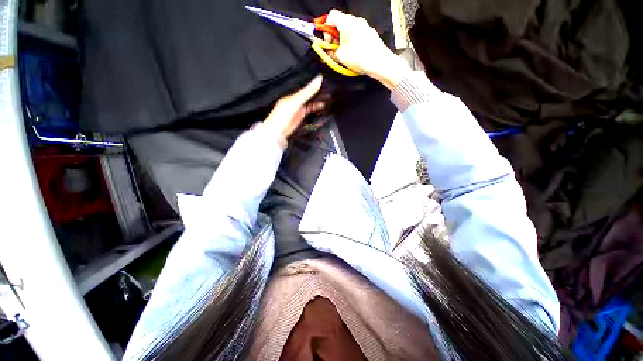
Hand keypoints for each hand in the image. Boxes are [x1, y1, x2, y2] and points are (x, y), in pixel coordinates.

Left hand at [263, 75, 324, 141]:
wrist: (277, 134)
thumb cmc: (282, 116)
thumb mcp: (295, 102)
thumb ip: (307, 92)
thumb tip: (319, 78)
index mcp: (292, 96)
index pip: (306, 89)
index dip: (316, 87)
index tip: (327, 84)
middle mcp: (295, 103)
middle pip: (309, 97)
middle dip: (318, 96)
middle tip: (330, 94)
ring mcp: (298, 112)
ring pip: (310, 105)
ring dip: (318, 104)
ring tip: (329, 102)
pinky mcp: (300, 120)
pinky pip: (309, 114)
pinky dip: (315, 112)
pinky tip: (321, 111)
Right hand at [325, 10, 410, 88]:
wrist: (379, 62)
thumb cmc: (360, 57)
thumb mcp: (340, 57)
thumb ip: (331, 53)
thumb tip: (328, 53)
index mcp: (346, 22)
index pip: (331, 16)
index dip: (326, 29)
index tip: (327, 41)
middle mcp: (356, 20)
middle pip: (340, 23)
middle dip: (335, 36)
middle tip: (334, 49)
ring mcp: (365, 26)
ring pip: (349, 29)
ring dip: (344, 39)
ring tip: (344, 53)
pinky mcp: (370, 34)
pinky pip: (358, 35)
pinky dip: (353, 42)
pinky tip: (353, 54)